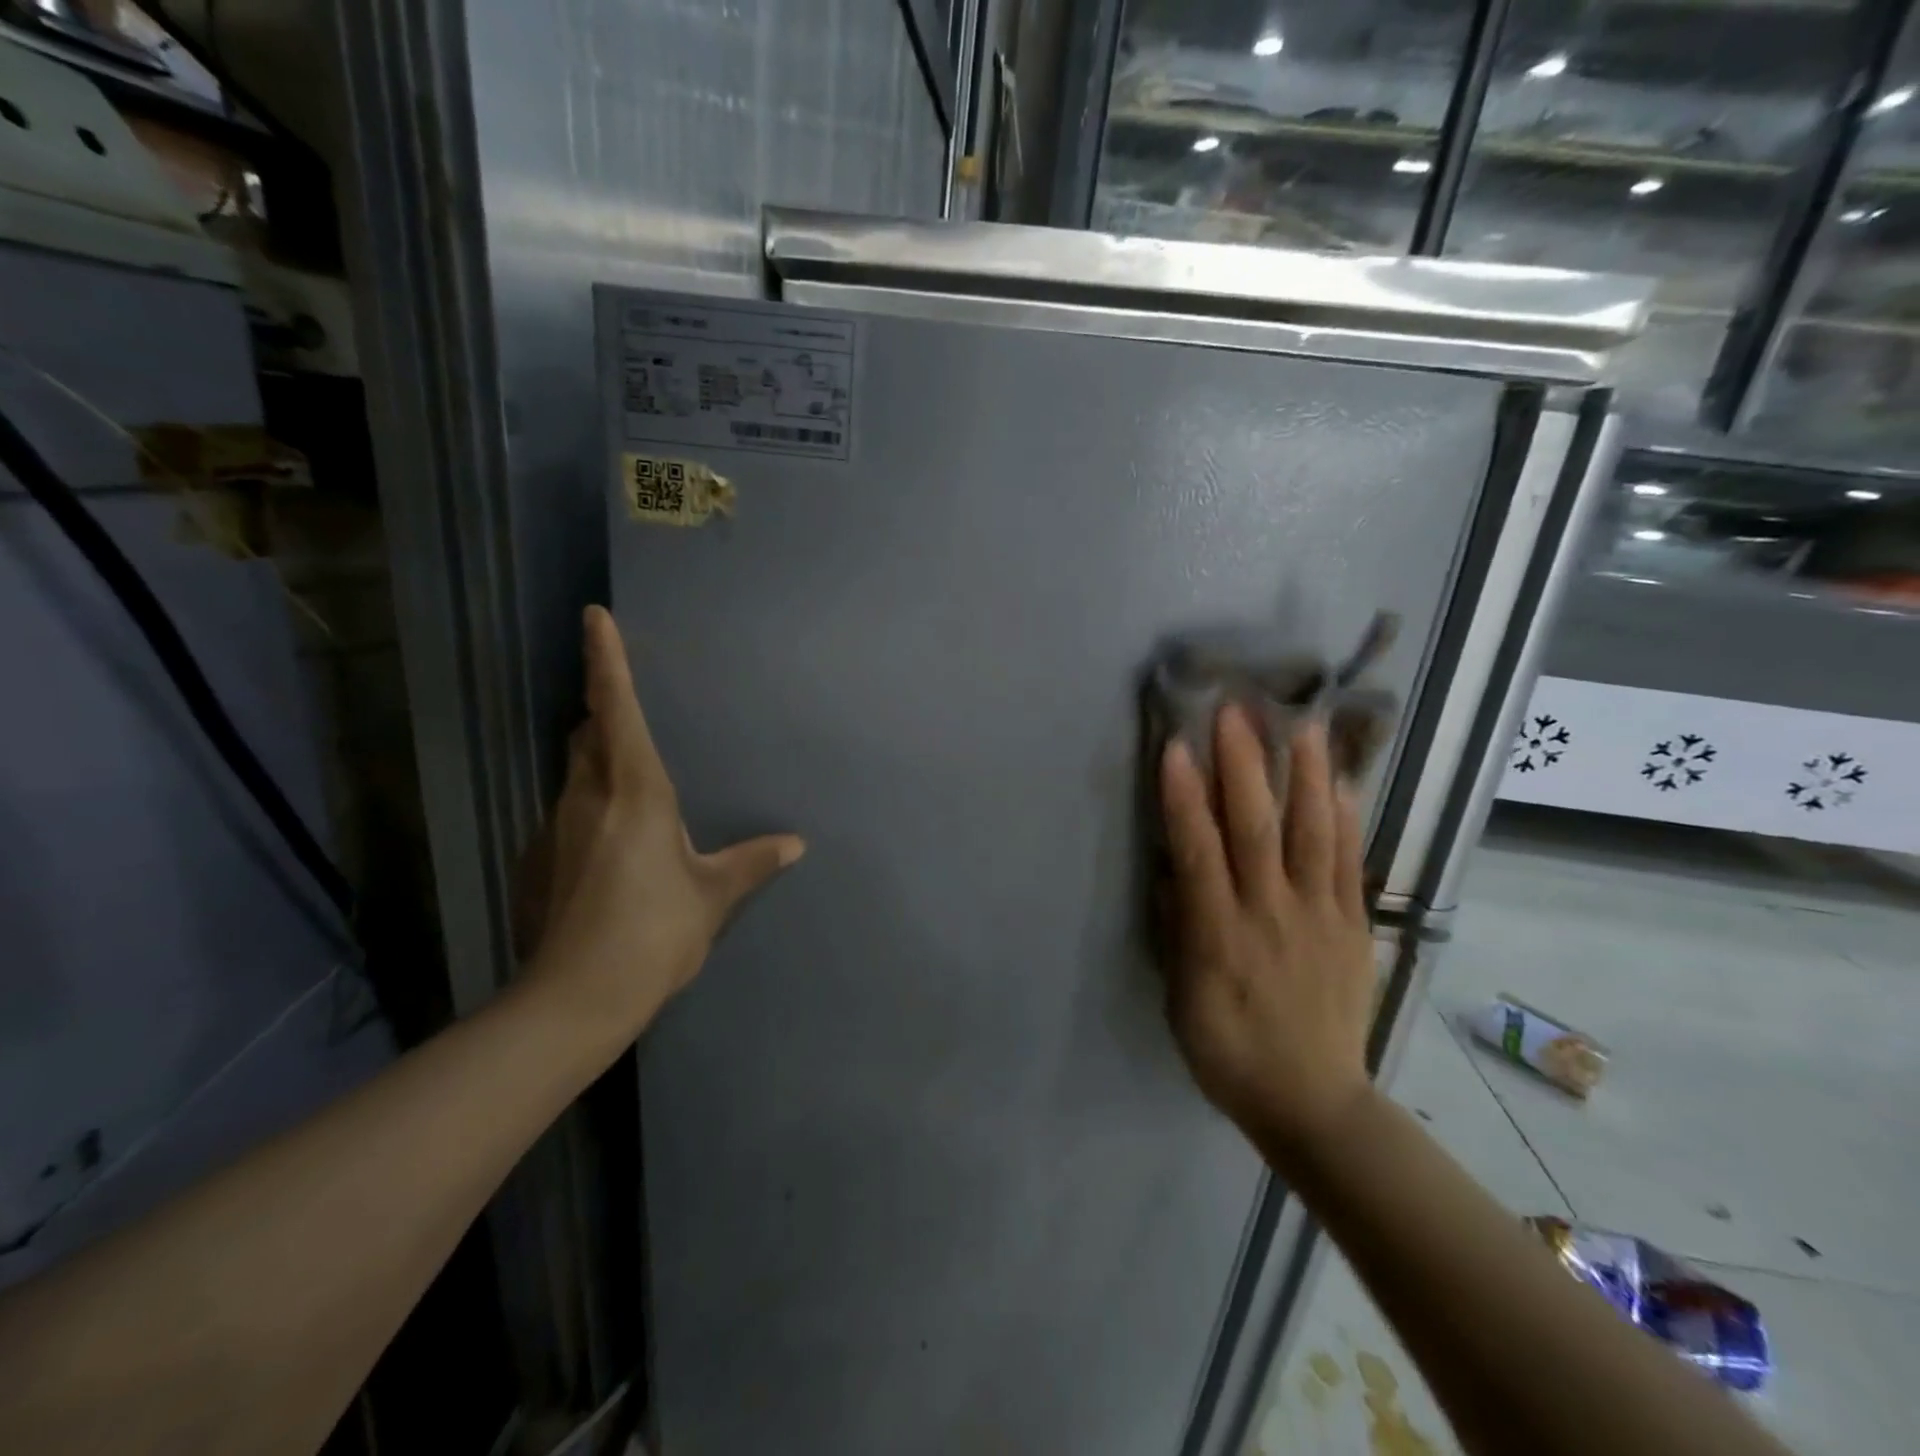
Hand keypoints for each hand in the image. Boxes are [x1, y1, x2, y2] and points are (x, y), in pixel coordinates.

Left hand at [520, 606, 804, 1035]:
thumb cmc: (655, 932)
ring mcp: (556, 827)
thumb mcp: (713, 894)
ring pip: (575, 772)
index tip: (594, 618)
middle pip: (587, 733)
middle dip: (602, 709)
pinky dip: (591, 805)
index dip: (605, 661)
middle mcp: (588, 797)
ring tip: (630, 775)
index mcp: (636, 791)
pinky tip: (614, 843)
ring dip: (597, 758)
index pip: (615, 709)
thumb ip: (753, 861)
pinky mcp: (541, 859)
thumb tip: (795, 843)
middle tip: (624, 702)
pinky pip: (570, 811)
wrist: (574, 998)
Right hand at [1159, 706, 1375, 1165]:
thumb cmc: (1228, 1051)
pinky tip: (1344, 782)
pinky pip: (1350, 865)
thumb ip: (1177, 930)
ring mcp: (1319, 916)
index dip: (1183, 796)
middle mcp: (1270, 913)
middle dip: (1243, 765)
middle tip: (1234, 712)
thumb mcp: (1180, 1000)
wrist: (1314, 1101)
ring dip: (1305, 776)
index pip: (1197, 850)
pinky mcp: (1352, 926)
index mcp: (1219, 934)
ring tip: (1302, 725)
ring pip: (1313, 834)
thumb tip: (1172, 871)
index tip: (1174, 746)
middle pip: (1256, 827)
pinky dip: (1346, 820)